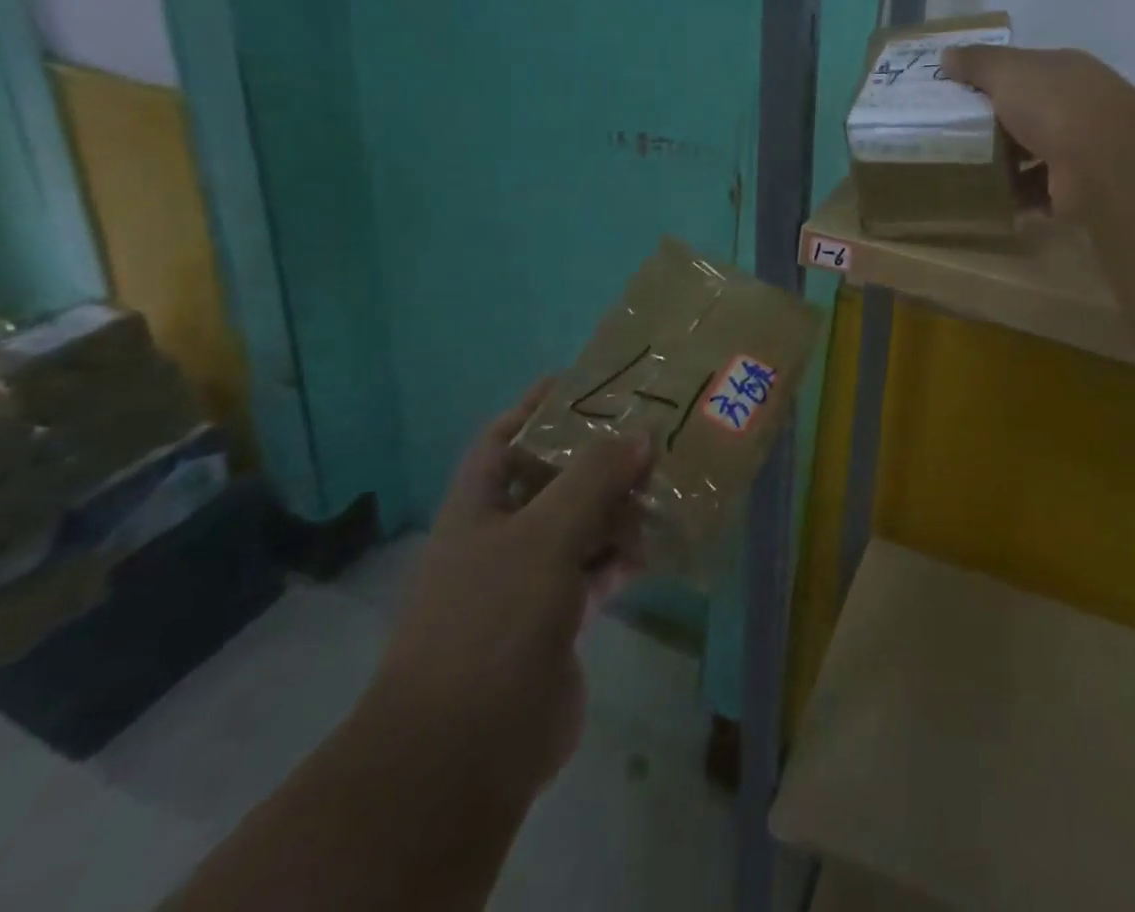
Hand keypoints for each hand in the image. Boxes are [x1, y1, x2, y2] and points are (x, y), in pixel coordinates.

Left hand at [367, 381, 652, 790]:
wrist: (464, 753)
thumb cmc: (492, 620)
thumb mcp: (543, 535)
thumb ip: (593, 479)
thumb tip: (641, 432)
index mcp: (477, 507)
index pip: (504, 437)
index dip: (538, 405)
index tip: (586, 380)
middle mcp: (499, 538)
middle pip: (552, 480)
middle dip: (597, 455)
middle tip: (651, 427)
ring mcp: (528, 583)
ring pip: (580, 526)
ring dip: (618, 506)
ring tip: (669, 476)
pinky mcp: (557, 622)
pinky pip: (596, 572)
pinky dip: (624, 555)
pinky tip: (661, 541)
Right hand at [943, 45, 1134, 216]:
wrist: (1104, 161)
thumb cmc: (1054, 105)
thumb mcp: (1007, 72)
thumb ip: (977, 63)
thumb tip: (946, 55)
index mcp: (1063, 73)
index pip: (1024, 73)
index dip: (991, 82)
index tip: (955, 96)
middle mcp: (1075, 108)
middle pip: (1026, 116)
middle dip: (994, 129)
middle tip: (951, 139)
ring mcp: (1079, 151)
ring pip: (1033, 158)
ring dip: (1004, 168)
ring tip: (964, 175)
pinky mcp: (1075, 191)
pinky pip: (1038, 195)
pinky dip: (1016, 200)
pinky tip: (988, 204)